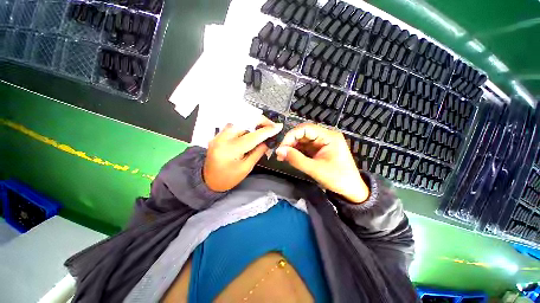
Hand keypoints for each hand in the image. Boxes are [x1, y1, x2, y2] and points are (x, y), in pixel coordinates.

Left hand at [203, 116, 282, 191]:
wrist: (209, 181)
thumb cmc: (228, 178)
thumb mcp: (246, 167)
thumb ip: (258, 152)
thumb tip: (267, 142)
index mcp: (231, 150)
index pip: (253, 136)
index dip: (267, 130)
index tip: (278, 127)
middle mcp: (222, 138)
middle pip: (244, 121)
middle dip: (260, 120)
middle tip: (271, 125)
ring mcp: (218, 135)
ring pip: (238, 120)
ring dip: (252, 121)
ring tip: (263, 127)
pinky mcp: (218, 134)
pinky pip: (234, 125)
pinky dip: (245, 125)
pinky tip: (252, 129)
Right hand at [276, 123, 368, 203]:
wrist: (351, 190)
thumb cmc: (337, 179)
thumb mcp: (315, 169)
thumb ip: (296, 159)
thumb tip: (279, 151)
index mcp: (329, 136)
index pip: (306, 128)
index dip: (291, 135)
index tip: (281, 147)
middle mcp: (325, 136)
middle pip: (303, 133)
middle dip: (290, 142)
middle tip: (280, 153)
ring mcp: (322, 143)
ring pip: (302, 140)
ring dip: (292, 147)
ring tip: (282, 156)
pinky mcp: (319, 150)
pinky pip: (304, 147)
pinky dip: (296, 152)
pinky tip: (289, 157)